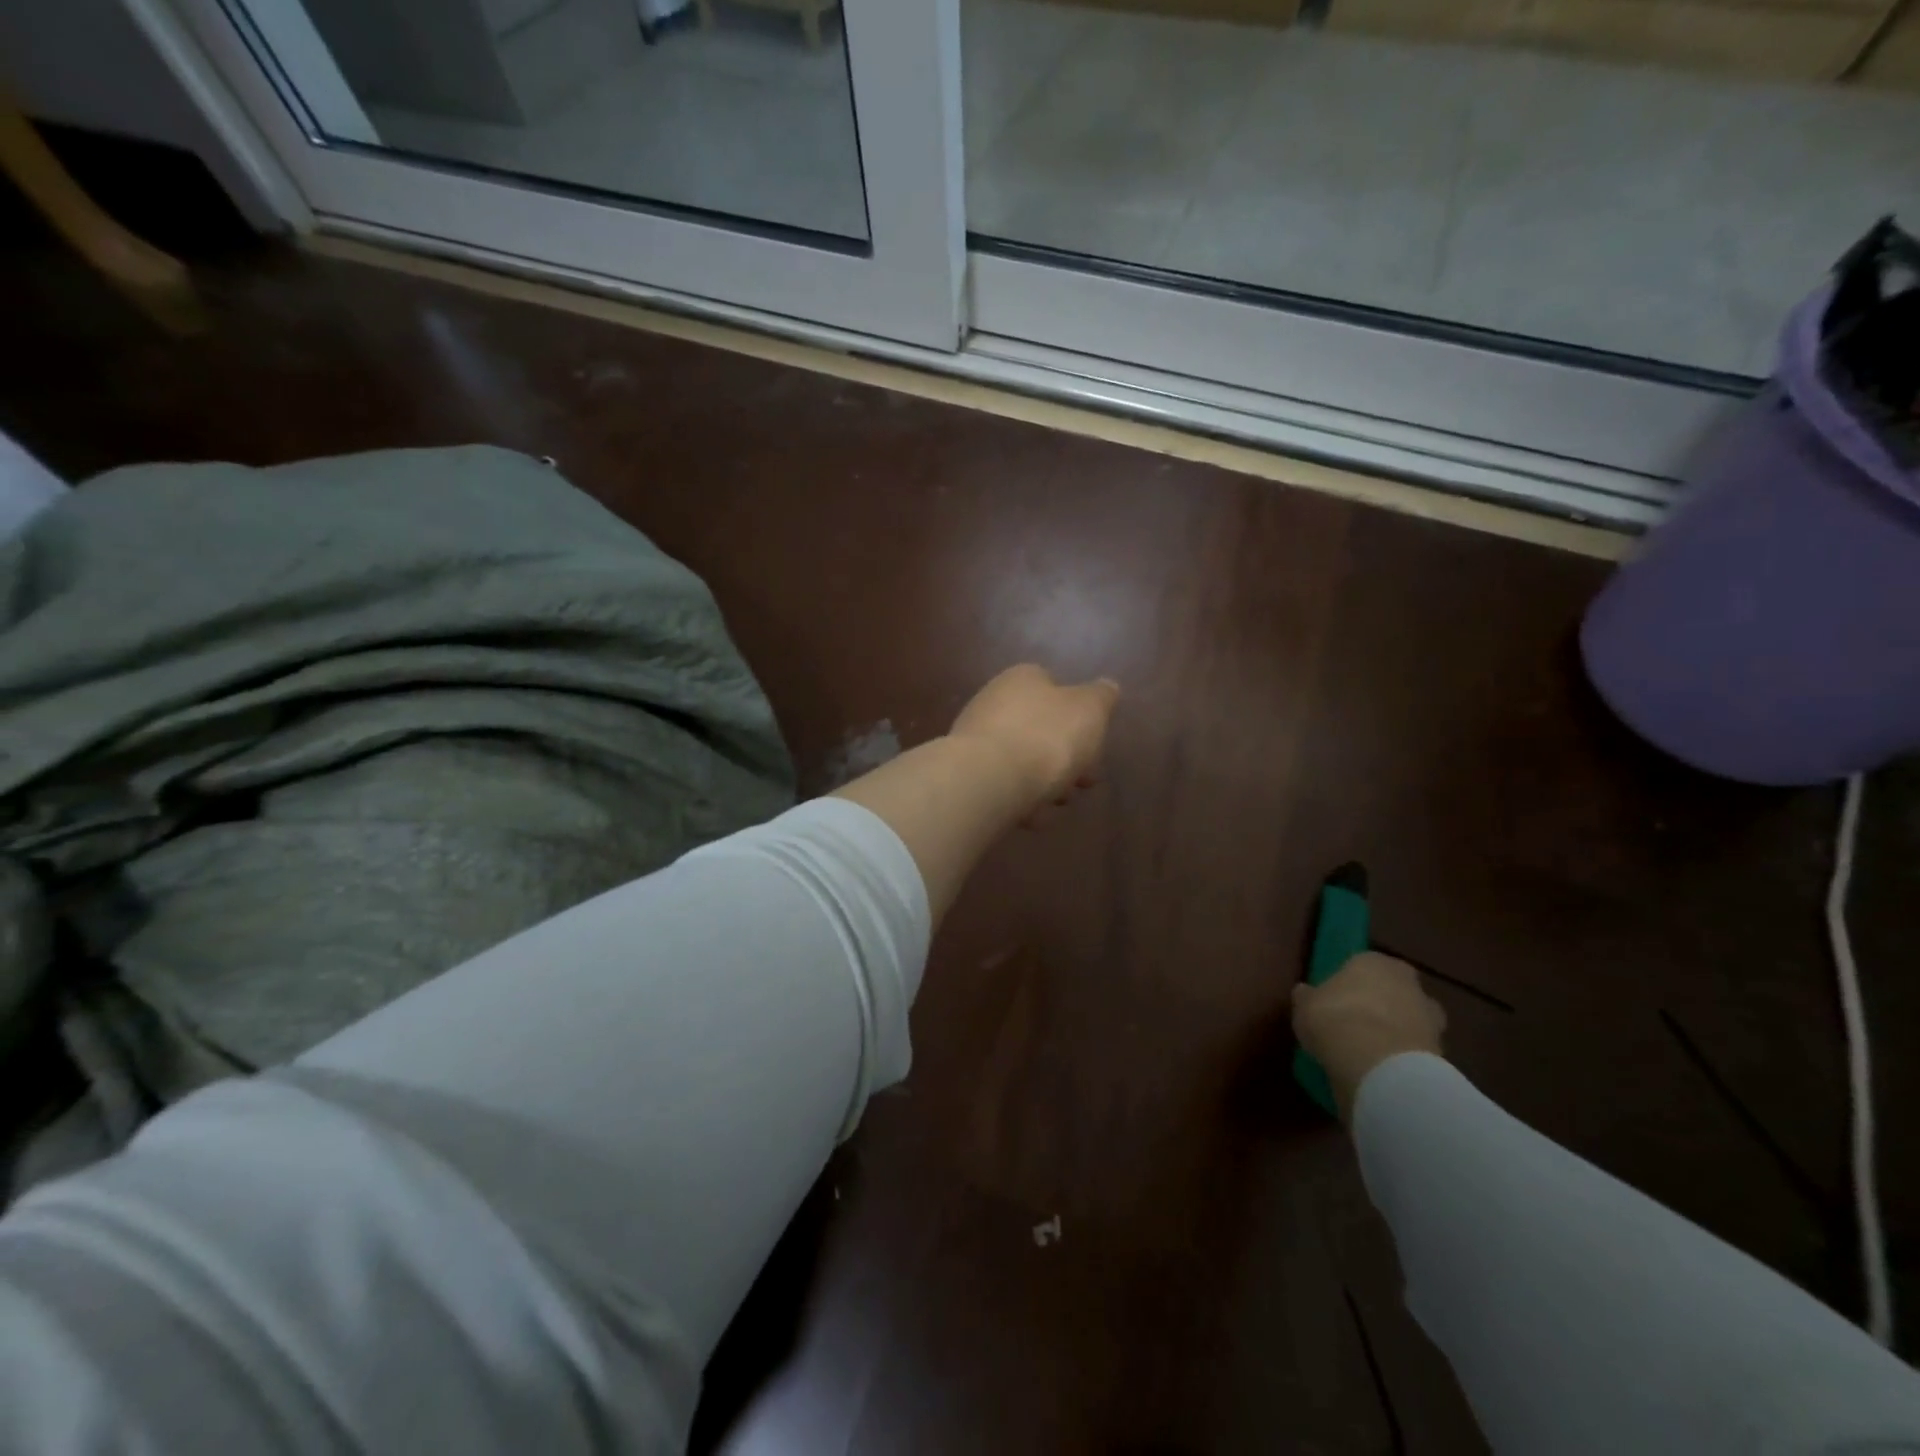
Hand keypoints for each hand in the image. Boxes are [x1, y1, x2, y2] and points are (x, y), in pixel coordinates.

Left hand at [948, 664, 1118, 812]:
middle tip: (1082, 782)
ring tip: (1057, 804)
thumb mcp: (1090, 710)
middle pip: (1040, 729)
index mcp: (1023, 679)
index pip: (1056, 689)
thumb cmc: (1046, 736)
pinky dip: (1020, 799)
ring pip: (1023, 759)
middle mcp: (994, 701)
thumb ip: (1101, 697)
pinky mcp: (966, 772)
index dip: (1080, 718)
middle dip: (1066, 757)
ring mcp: (976, 737)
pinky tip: (1032, 815)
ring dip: (1045, 782)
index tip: (1096, 746)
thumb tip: (1107, 687)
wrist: (988, 779)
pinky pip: (1003, 784)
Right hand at [1291, 952, 1446, 1121]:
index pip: (1364, 965)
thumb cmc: (1335, 1019)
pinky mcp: (1441, 1053)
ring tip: (1370, 1051)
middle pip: (1395, 991)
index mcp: (1376, 961)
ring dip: (1396, 1032)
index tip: (1337, 999)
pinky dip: (1403, 1057)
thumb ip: (1309, 997)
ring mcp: (1431, 1019)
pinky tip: (1382, 1070)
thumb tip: (1305, 993)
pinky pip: (1415, 1051)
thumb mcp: (1305, 1004)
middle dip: (1382, 1004)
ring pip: (1410, 1021)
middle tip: (1357, 1023)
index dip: (1350, 983)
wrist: (1378, 1065)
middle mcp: (1409, 983)